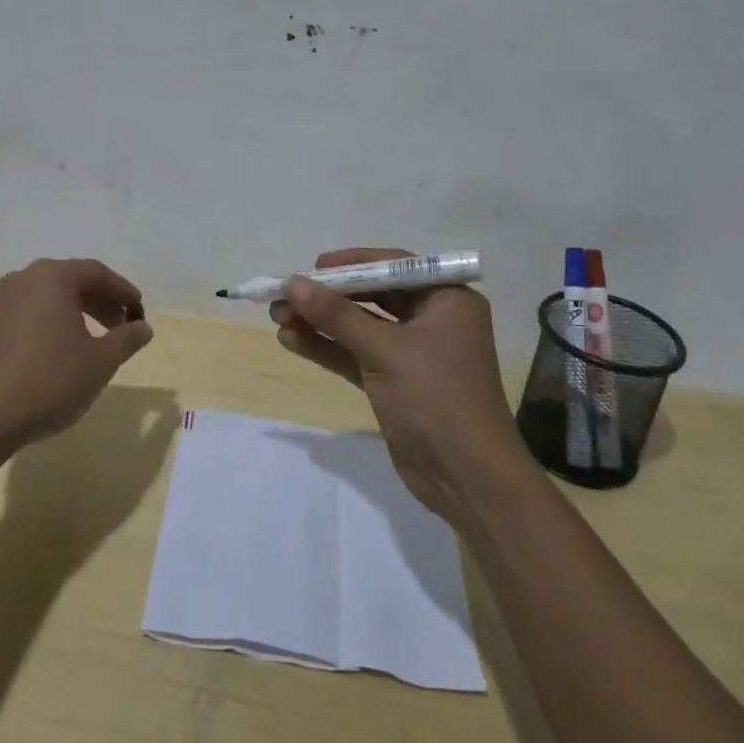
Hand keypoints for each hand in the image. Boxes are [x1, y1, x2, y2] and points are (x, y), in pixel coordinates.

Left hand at [0, 258, 153, 453]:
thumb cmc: (53, 381)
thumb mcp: (102, 361)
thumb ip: (126, 338)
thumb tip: (142, 327)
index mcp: (55, 277)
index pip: (97, 274)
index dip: (122, 292)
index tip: (138, 313)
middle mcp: (21, 280)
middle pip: (66, 281)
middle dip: (96, 301)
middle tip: (118, 328)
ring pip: (31, 294)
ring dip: (57, 307)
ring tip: (76, 332)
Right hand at [271, 248, 523, 522]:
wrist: (466, 479)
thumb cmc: (435, 397)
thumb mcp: (384, 350)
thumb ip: (337, 315)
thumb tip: (293, 283)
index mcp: (447, 299)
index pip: (394, 266)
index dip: (352, 264)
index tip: (313, 266)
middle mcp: (432, 319)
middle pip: (373, 296)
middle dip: (328, 296)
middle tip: (286, 293)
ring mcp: (413, 353)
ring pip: (360, 327)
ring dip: (321, 322)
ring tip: (277, 316)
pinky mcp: (396, 382)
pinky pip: (357, 355)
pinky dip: (328, 348)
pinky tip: (291, 340)